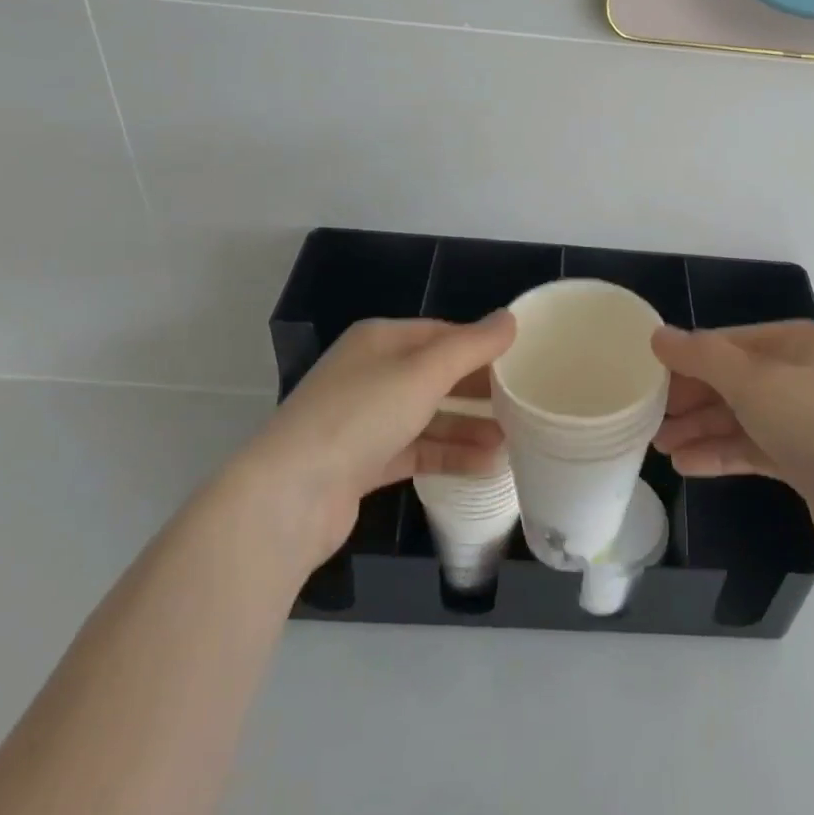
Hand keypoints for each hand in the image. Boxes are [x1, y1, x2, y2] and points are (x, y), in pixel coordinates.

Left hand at [249, 314, 514, 563]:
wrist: (290, 496)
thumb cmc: (361, 415)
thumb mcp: (424, 372)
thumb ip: (471, 346)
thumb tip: (510, 318)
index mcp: (379, 340)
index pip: (441, 333)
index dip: (481, 345)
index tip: (521, 361)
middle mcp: (370, 374)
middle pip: (435, 375)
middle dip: (478, 390)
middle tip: (523, 402)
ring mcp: (364, 421)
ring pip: (428, 417)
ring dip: (468, 427)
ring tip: (513, 440)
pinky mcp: (362, 463)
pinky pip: (416, 451)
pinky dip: (448, 456)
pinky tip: (485, 466)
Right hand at [651, 321, 813, 565]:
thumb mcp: (754, 381)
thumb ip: (702, 357)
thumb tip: (658, 335)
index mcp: (795, 343)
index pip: (727, 343)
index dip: (686, 360)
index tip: (648, 381)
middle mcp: (801, 376)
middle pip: (732, 381)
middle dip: (690, 400)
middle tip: (649, 421)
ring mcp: (806, 421)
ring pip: (741, 418)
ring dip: (700, 430)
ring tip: (660, 448)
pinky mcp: (806, 462)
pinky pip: (753, 449)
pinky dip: (721, 454)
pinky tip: (687, 465)